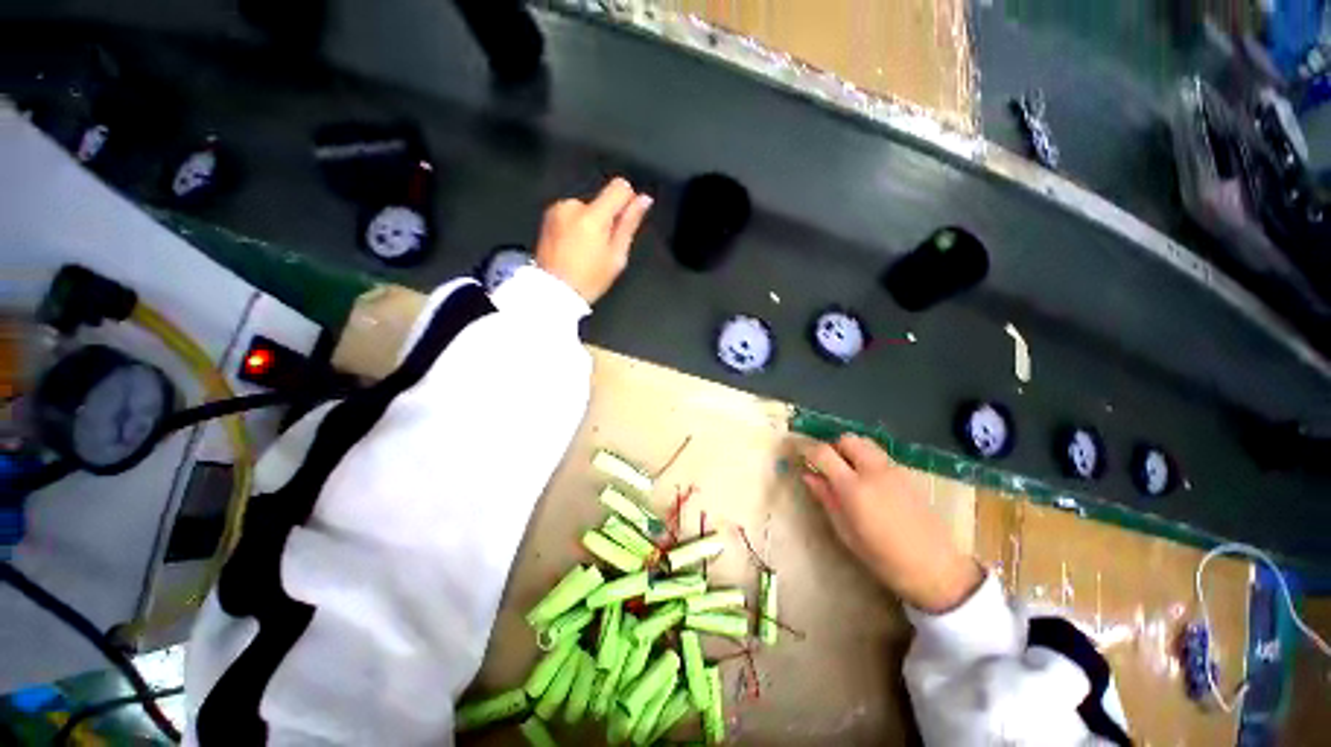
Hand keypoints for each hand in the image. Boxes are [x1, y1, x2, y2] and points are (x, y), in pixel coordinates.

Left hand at [535, 177, 652, 303]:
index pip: (619, 187)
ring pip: (587, 209)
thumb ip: (630, 223)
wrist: (554, 292)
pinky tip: (574, 249)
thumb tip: (644, 200)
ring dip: (591, 223)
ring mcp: (557, 211)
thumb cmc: (588, 280)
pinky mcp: (548, 217)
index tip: (626, 221)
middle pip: (602, 201)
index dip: (629, 201)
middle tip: (603, 248)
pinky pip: (572, 215)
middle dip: (607, 219)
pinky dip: (577, 227)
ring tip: (587, 251)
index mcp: (593, 217)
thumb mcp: (617, 256)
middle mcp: (573, 207)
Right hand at [801, 434, 983, 613]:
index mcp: (853, 487)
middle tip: (826, 464)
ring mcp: (894, 470)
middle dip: (832, 446)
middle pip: (847, 439)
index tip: (798, 453)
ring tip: (847, 471)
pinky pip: (880, 455)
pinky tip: (869, 482)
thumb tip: (808, 475)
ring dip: (851, 450)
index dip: (806, 449)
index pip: (823, 453)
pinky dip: (867, 458)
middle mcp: (873, 470)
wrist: (935, 569)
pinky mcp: (908, 474)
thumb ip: (825, 497)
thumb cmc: (882, 557)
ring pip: (865, 443)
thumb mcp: (845, 531)